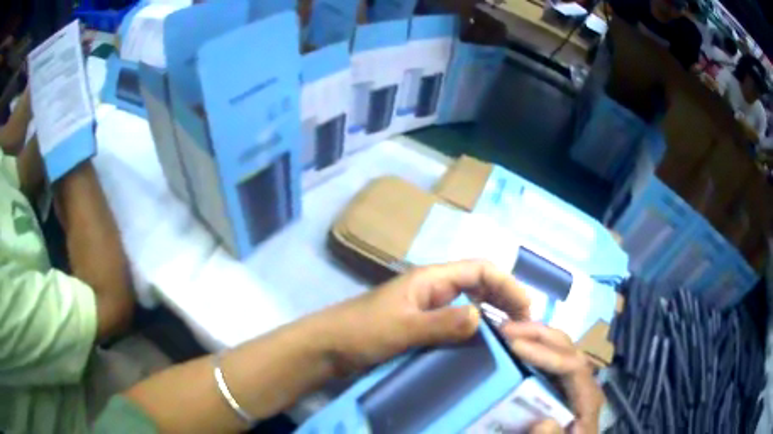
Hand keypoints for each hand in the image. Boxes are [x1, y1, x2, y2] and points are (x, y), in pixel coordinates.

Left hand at [326, 260, 530, 374]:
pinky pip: (455, 324)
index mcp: (431, 279)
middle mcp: (433, 289)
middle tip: (524, 326)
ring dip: (492, 316)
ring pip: (469, 305)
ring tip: (511, 336)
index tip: (526, 310)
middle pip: (479, 285)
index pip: (480, 270)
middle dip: (505, 299)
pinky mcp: (420, 328)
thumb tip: (482, 316)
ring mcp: (427, 309)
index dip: (507, 284)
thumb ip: (441, 323)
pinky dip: (473, 331)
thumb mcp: (403, 328)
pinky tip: (482, 347)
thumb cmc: (361, 332)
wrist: (327, 347)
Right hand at [501, 322, 602, 433]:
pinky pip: (548, 359)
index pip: (573, 366)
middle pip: (567, 348)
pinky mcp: (561, 384)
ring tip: (507, 332)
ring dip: (535, 336)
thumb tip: (542, 422)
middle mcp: (583, 382)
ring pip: (559, 348)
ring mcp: (572, 381)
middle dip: (539, 334)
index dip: (546, 354)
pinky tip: (515, 347)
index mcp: (587, 397)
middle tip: (505, 329)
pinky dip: (533, 347)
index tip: (514, 347)